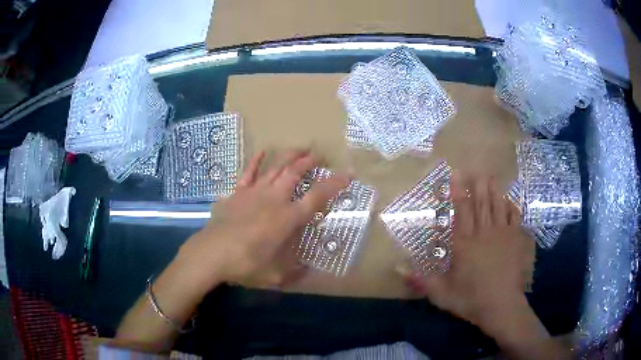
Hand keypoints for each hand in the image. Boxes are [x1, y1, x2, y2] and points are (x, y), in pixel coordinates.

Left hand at [177, 149, 349, 288]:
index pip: (318, 196)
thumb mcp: (276, 275)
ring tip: (300, 148)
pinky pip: (249, 173)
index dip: (335, 184)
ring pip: (275, 168)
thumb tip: (307, 271)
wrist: (212, 253)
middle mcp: (275, 199)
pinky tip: (262, 152)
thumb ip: (295, 271)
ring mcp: (254, 193)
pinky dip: (256, 161)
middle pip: (295, 173)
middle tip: (319, 155)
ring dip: (289, 156)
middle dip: (309, 161)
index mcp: (288, 218)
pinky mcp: (237, 193)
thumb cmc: (247, 264)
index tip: (347, 174)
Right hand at [404, 175, 533, 335]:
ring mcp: (501, 234)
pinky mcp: (515, 240)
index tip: (456, 174)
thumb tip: (397, 266)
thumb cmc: (470, 298)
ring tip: (490, 176)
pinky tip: (509, 200)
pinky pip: (514, 217)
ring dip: (493, 190)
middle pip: (480, 203)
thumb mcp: (441, 293)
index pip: (461, 210)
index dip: (458, 191)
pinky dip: (511, 206)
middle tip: (475, 169)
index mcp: (464, 243)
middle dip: (477, 184)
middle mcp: (483, 233)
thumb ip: (420, 279)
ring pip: (497, 205)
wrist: (501, 305)